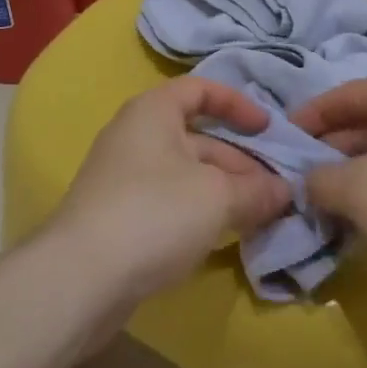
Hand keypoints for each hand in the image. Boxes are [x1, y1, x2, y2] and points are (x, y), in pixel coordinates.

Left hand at [51, 77, 293, 306]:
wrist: (81, 277)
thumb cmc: (154, 213)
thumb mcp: (217, 197)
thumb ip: (256, 191)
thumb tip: (285, 192)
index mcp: (153, 111)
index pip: (200, 89)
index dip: (238, 104)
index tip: (268, 129)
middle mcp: (135, 135)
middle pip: (198, 137)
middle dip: (240, 161)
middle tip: (276, 190)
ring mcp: (124, 177)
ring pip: (186, 173)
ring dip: (224, 190)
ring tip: (260, 216)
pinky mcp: (120, 216)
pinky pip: (170, 201)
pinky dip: (200, 211)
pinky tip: (224, 236)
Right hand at [290, 74, 366, 302]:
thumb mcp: (357, 190)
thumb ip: (319, 178)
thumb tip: (309, 182)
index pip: (345, 95)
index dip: (310, 117)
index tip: (281, 141)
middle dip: (330, 150)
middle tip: (297, 177)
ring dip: (354, 175)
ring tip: (323, 201)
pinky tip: (361, 218)